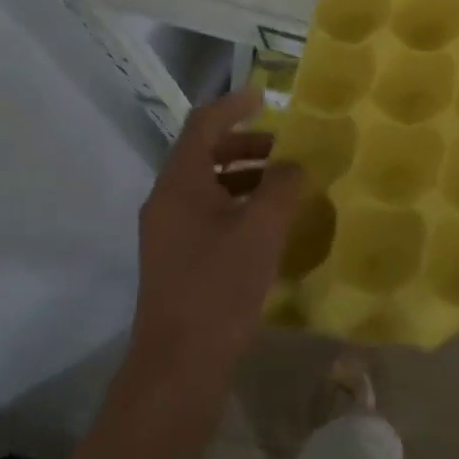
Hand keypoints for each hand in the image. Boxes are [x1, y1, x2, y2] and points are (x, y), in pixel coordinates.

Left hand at [130, 89, 301, 387]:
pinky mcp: (175, 257)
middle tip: (284, 149)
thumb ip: (281, 186)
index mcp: (180, 183)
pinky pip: (206, 212)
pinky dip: (236, 203)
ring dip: (243, 175)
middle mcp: (166, 200)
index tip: (265, 96)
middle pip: (204, 153)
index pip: (203, 124)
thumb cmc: (221, 285)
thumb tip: (292, 164)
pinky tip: (266, 223)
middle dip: (245, 143)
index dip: (233, 105)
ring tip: (283, 185)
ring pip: (207, 185)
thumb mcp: (262, 228)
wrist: (180, 362)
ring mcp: (167, 231)